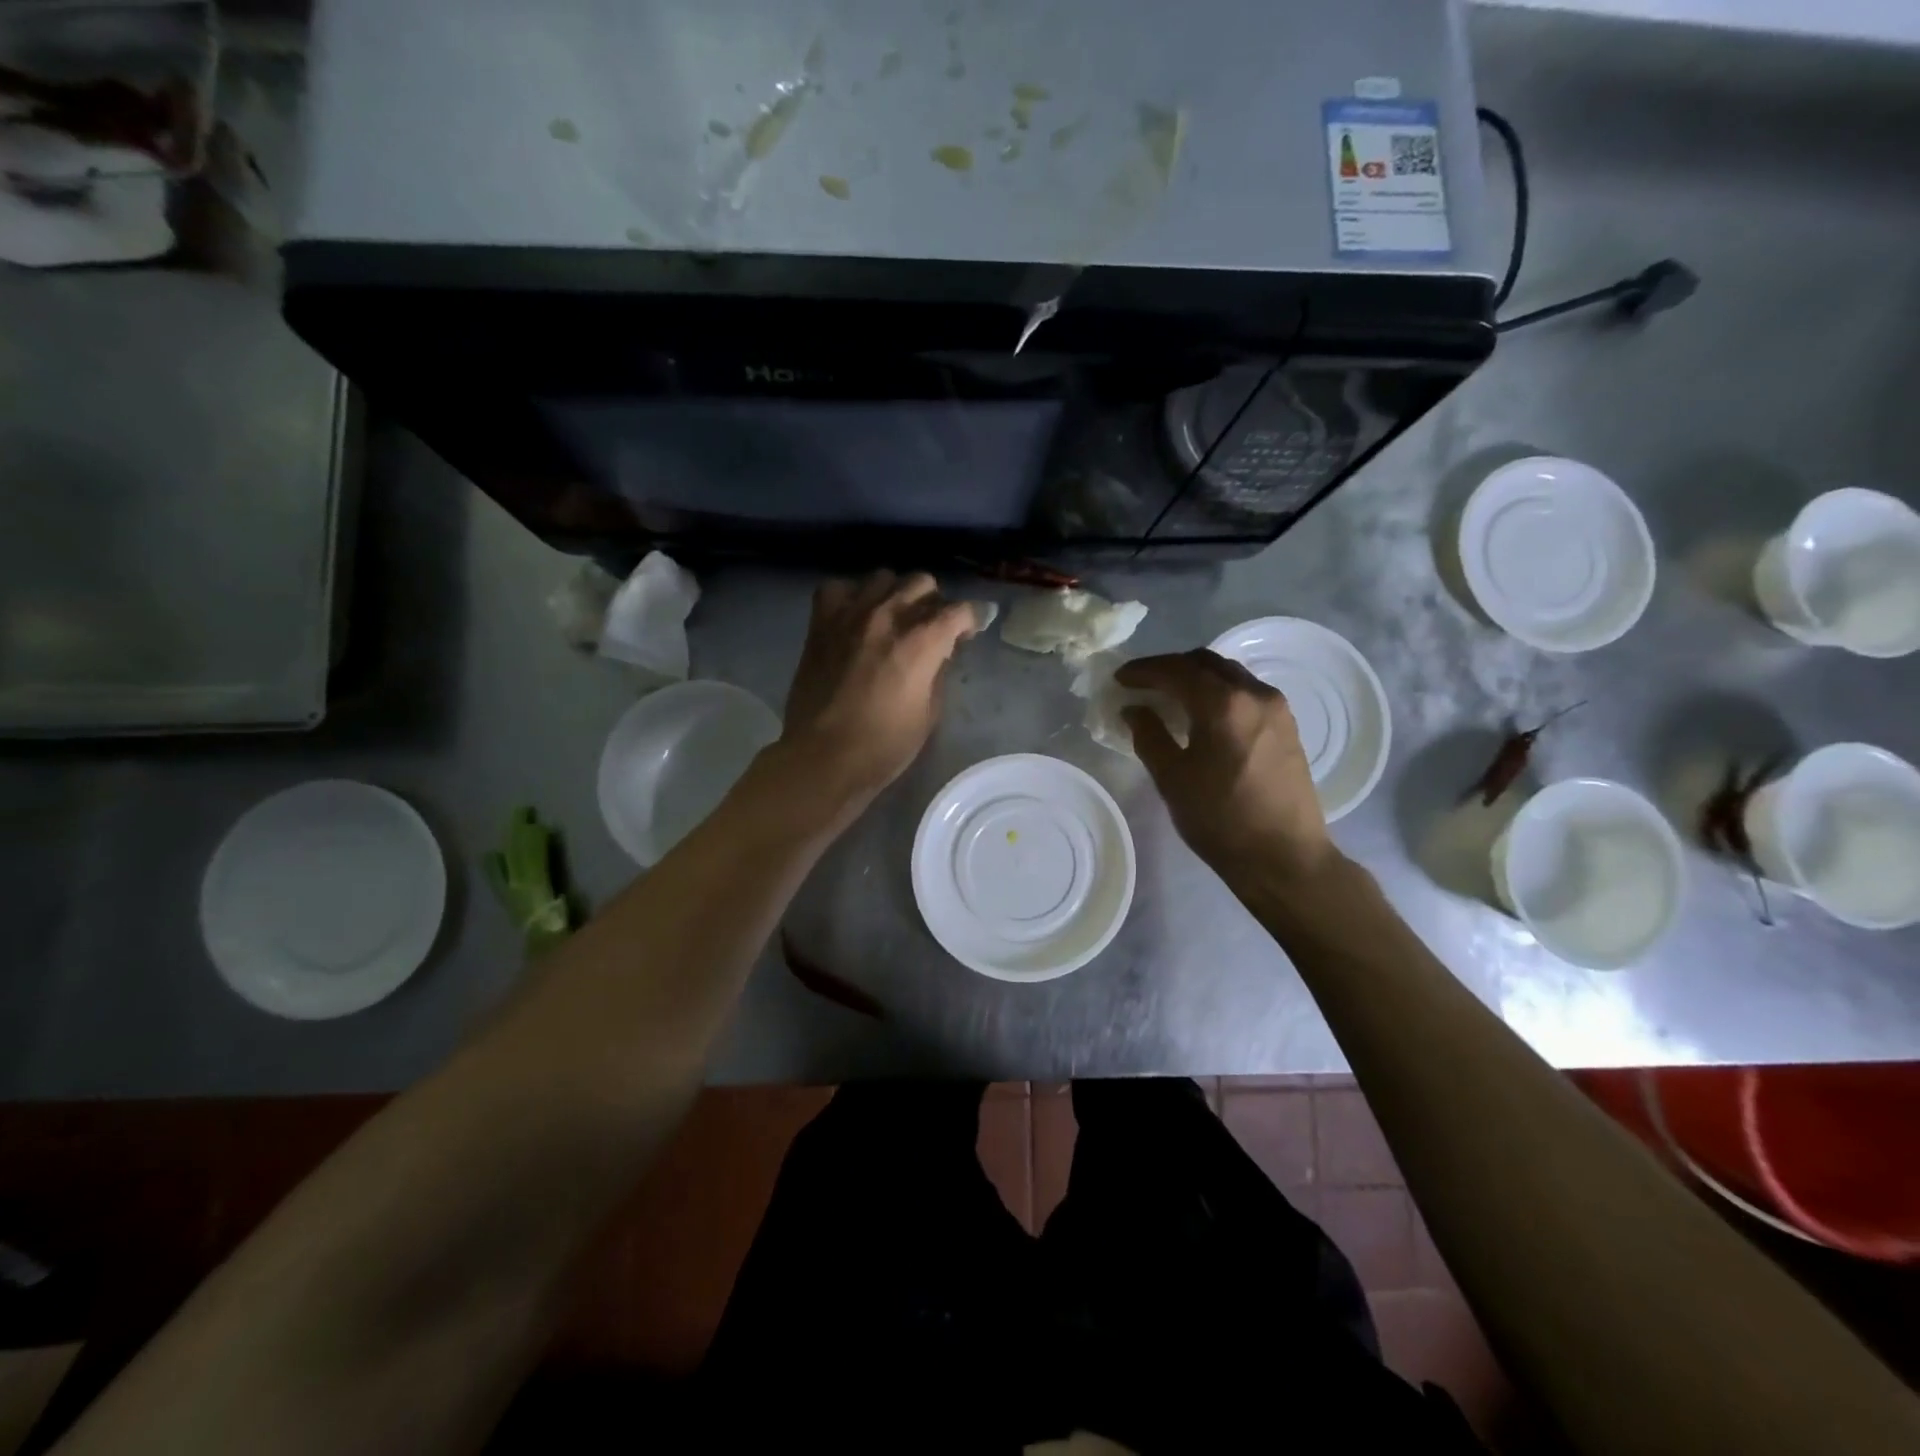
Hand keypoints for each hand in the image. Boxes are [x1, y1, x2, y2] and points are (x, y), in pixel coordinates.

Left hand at [780, 571, 983, 802]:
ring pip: (883, 577)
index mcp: (920, 643)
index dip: (971, 619)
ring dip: (895, 594)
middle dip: (934, 603)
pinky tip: (856, 616)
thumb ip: (938, 672)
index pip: (959, 610)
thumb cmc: (883, 746)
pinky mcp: (820, 623)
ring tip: (893, 619)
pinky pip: (839, 588)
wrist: (823, 757)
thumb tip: (940, 651)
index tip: (969, 632)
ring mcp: (850, 615)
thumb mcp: (928, 714)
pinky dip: (852, 596)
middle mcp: (887, 617)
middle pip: (923, 583)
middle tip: (930, 628)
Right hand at [1118, 650, 1338, 884]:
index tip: (1120, 679)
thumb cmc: (1220, 819)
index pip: (1176, 670)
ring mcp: (1277, 709)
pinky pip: (1247, 693)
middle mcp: (1254, 694)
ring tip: (1171, 698)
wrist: (1283, 857)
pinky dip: (1220, 692)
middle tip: (1143, 684)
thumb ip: (1149, 736)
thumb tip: (1134, 710)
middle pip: (1206, 663)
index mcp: (1223, 703)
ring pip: (1230, 675)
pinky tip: (1205, 715)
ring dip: (1198, 678)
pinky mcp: (1288, 726)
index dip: (1144, 670)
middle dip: (1171, 668)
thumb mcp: (1172, 778)